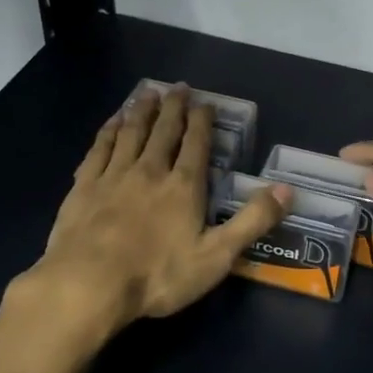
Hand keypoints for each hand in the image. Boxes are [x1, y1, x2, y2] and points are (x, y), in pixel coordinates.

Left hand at [22, 86, 288, 338]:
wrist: (88, 284)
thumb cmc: (158, 275)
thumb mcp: (217, 256)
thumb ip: (252, 221)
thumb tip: (287, 190)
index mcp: (184, 187)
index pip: (196, 144)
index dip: (202, 121)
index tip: (205, 102)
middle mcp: (150, 171)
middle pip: (164, 131)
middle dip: (174, 108)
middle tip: (178, 87)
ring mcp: (113, 176)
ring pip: (131, 133)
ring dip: (142, 111)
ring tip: (148, 93)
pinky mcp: (84, 186)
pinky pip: (99, 148)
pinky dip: (108, 131)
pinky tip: (112, 122)